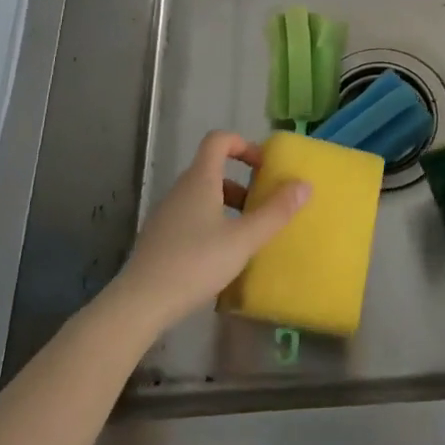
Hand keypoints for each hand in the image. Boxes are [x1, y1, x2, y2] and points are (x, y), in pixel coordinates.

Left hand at [109, 132, 308, 330]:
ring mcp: (166, 214)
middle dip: (242, 182)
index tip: (264, 167)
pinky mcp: (159, 238)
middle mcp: (180, 190)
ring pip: (202, 196)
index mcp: (200, 180)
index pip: (218, 140)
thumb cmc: (195, 262)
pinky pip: (191, 217)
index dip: (244, 145)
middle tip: (263, 205)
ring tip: (246, 234)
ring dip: (228, 205)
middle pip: (212, 169)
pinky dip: (211, 224)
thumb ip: (275, 212)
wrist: (140, 304)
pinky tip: (222, 256)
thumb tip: (304, 184)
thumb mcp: (244, 239)